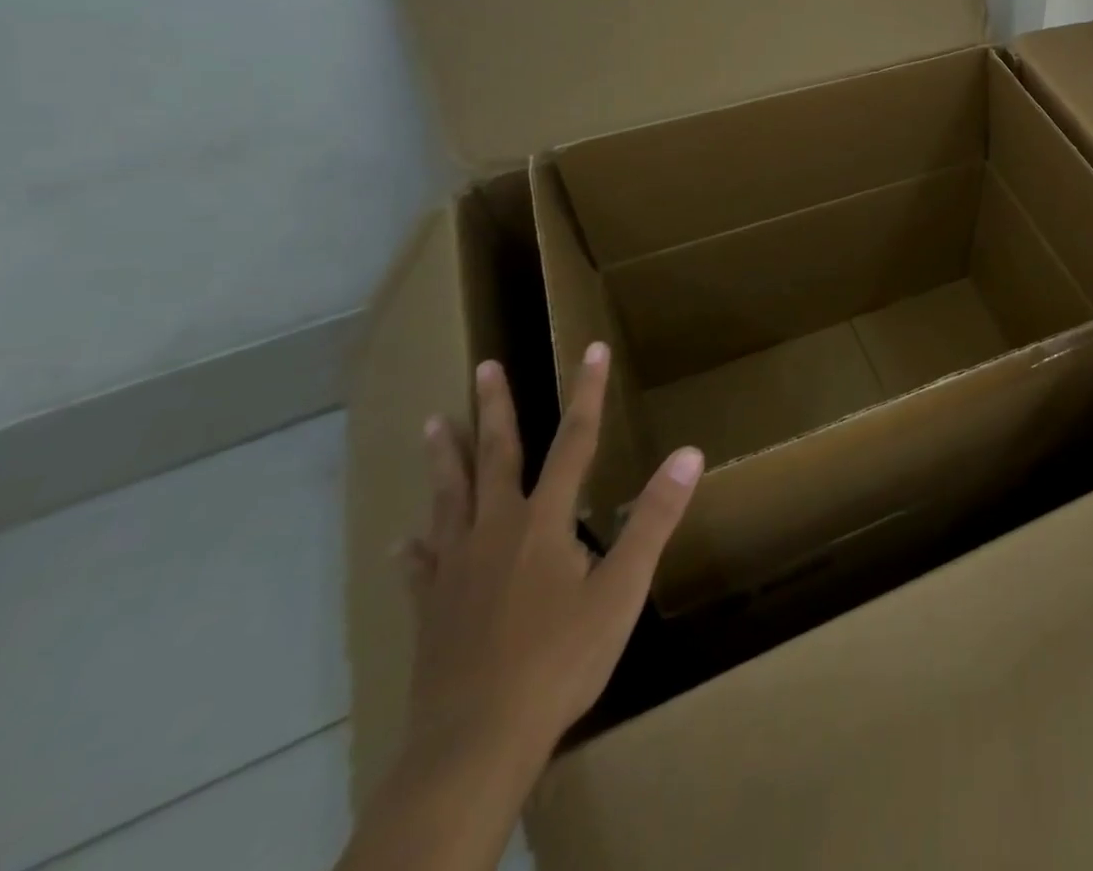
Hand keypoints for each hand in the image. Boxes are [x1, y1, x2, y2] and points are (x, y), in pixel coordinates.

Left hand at [397, 342, 703, 772]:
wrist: (475, 744)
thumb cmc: (560, 660)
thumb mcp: (622, 588)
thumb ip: (654, 518)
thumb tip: (689, 453)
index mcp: (544, 521)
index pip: (574, 440)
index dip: (586, 392)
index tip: (591, 349)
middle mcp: (496, 530)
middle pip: (496, 456)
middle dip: (494, 408)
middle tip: (483, 367)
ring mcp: (457, 569)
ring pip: (450, 498)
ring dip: (446, 458)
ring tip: (434, 424)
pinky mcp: (432, 609)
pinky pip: (421, 565)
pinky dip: (415, 547)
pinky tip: (404, 540)